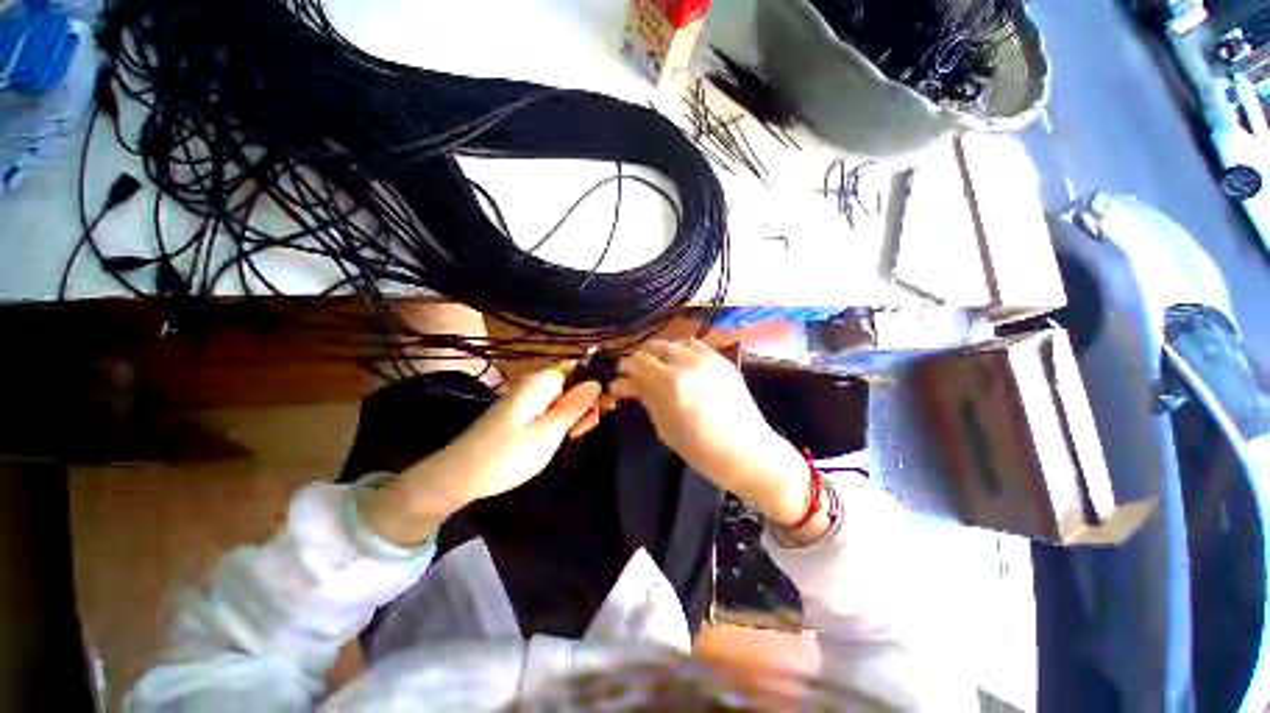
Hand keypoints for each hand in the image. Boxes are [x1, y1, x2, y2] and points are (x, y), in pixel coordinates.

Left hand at [360, 366, 601, 545]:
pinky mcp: (519, 412)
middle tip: (587, 428)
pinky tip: (563, 435)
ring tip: (576, 435)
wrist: (457, 476)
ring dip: (574, 413)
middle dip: (585, 401)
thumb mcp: (548, 434)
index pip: (576, 368)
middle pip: (570, 383)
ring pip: (561, 397)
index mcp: (540, 383)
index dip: (593, 383)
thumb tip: (596, 381)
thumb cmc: (507, 456)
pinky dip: (559, 419)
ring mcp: (525, 398)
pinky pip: (548, 408)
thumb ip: (574, 406)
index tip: (604, 405)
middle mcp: (533, 384)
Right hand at [611, 339, 810, 525]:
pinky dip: (684, 351)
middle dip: (643, 358)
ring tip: (662, 368)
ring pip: (675, 342)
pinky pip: (697, 346)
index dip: (626, 367)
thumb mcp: (664, 425)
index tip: (622, 377)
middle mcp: (689, 363)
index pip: (638, 361)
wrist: (746, 451)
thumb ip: (644, 397)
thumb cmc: (700, 448)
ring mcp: (709, 358)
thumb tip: (622, 383)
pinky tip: (684, 366)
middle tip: (639, 374)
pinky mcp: (723, 360)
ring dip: (663, 352)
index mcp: (671, 382)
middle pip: (655, 347)